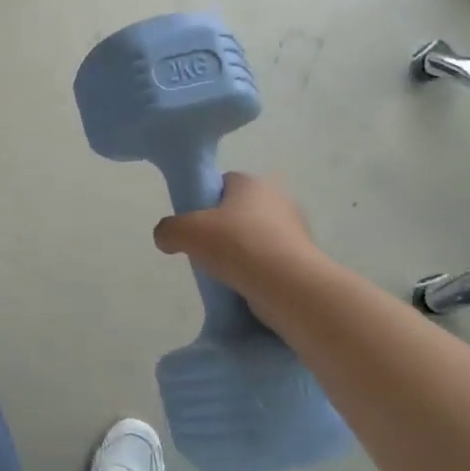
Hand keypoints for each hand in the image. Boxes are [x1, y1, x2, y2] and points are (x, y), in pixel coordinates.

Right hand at [152, 172, 326, 302]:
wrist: (288, 285)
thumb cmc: (235, 245)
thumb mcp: (184, 232)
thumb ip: (167, 230)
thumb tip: (166, 239)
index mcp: (251, 183)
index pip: (223, 183)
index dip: (204, 201)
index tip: (193, 224)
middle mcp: (278, 199)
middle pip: (239, 211)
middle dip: (221, 229)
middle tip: (204, 250)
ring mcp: (295, 230)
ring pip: (255, 237)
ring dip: (240, 253)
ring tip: (222, 274)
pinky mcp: (303, 259)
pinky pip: (270, 261)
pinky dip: (256, 272)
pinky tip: (243, 287)